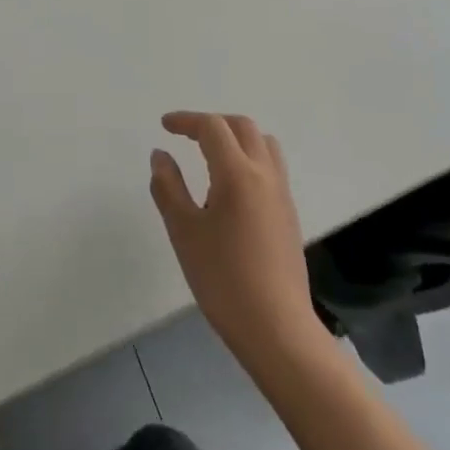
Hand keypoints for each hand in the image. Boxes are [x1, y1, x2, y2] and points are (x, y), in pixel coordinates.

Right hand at [150, 112, 328, 378]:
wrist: (277, 329)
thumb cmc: (224, 279)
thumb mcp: (184, 232)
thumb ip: (168, 187)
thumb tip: (160, 155)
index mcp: (237, 173)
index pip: (212, 127)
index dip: (186, 120)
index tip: (165, 126)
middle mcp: (264, 173)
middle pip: (241, 127)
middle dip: (212, 123)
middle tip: (187, 136)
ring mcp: (281, 193)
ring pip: (262, 143)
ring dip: (236, 137)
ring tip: (212, 154)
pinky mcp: (289, 213)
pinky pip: (271, 166)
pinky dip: (250, 157)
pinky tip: (232, 186)